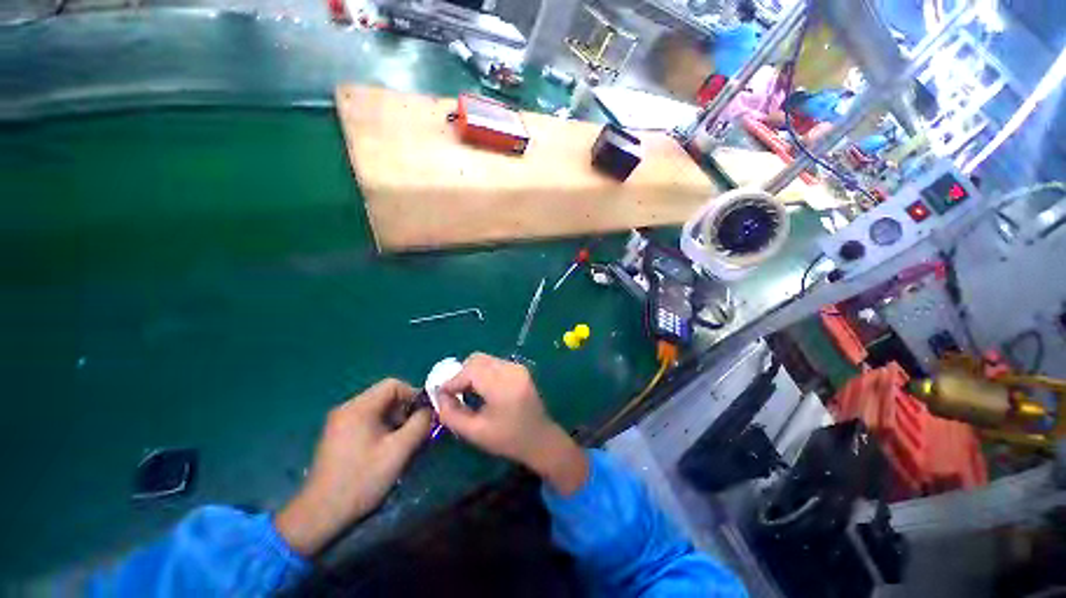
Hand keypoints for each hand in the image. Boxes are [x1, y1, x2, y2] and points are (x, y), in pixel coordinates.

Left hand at [275, 379, 431, 555]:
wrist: (319, 514)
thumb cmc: (361, 480)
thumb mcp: (398, 451)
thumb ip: (419, 425)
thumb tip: (430, 410)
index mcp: (359, 408)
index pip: (393, 385)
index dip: (413, 395)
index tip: (423, 415)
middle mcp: (347, 409)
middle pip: (385, 396)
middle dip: (404, 410)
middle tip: (413, 432)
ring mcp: (339, 422)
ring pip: (377, 409)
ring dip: (394, 420)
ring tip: (400, 443)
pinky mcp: (337, 435)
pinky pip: (367, 420)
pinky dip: (381, 428)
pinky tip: (384, 449)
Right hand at [437, 353, 588, 495]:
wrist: (540, 438)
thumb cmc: (508, 439)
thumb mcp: (475, 433)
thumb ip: (452, 414)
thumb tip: (439, 395)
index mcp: (503, 386)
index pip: (470, 371)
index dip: (452, 381)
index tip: (441, 394)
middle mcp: (511, 370)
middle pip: (477, 359)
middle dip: (461, 374)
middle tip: (454, 393)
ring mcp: (517, 367)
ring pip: (484, 359)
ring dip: (471, 372)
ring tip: (468, 392)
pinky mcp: (519, 368)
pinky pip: (494, 363)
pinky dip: (482, 372)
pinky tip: (482, 389)